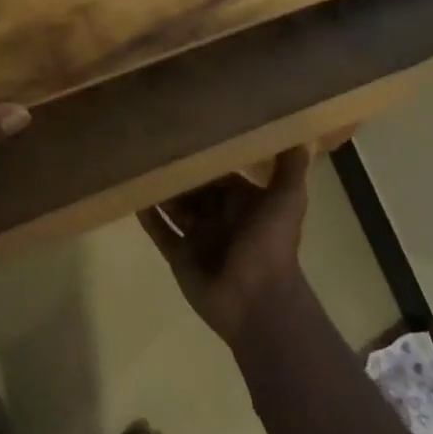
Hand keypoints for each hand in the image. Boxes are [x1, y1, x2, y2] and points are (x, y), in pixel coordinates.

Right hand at [138, 148, 311, 344]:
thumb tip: (300, 133)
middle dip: (178, 171)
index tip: (186, 132)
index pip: (220, 174)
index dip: (205, 157)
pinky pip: (159, 231)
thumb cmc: (270, 245)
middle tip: (153, 143)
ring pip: (174, 207)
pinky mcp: (179, 256)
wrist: (257, 301)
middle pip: (194, 189)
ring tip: (135, 162)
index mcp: (244, 203)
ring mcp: (197, 237)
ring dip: (160, 189)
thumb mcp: (288, 200)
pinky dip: (147, 216)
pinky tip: (132, 195)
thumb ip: (290, 168)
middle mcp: (219, 217)